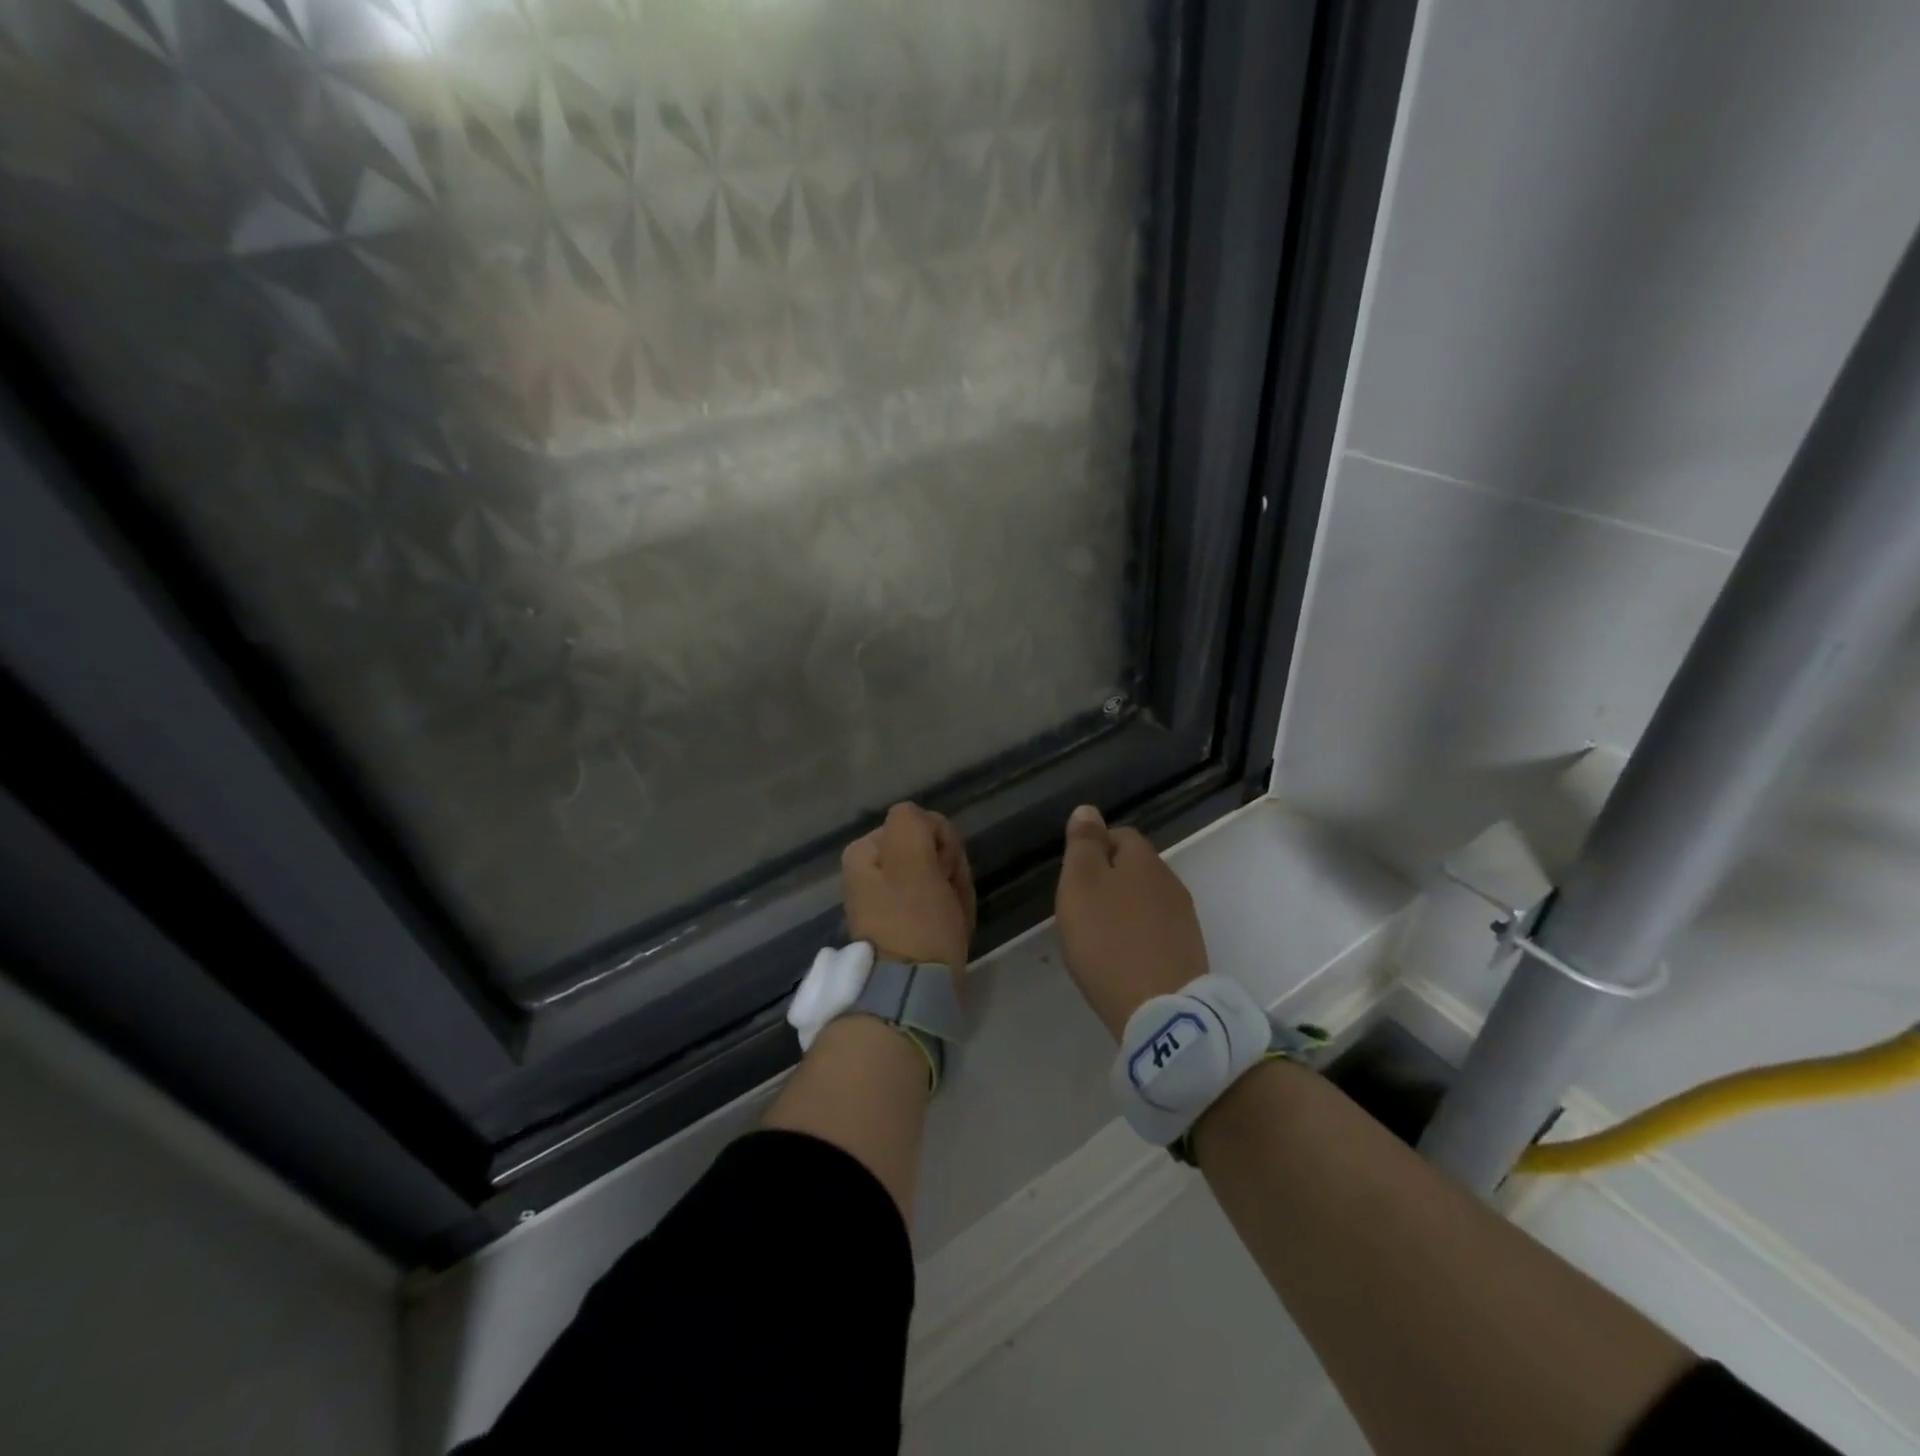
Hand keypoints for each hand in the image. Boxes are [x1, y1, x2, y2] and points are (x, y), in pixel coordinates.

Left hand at [842, 802, 976, 973]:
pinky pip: (937, 906)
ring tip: (953, 920)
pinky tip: (953, 932)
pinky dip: (951, 915)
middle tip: (949, 899)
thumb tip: (925, 825)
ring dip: (954, 894)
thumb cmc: (915, 920)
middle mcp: (869, 874)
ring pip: (938, 879)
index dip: (943, 845)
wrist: (912, 992)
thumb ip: (913, 823)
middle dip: (949, 871)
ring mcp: (886, 903)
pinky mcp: (904, 929)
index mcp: (864, 852)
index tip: (945, 873)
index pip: (922, 825)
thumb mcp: (911, 857)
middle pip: (929, 852)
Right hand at [1055, 805, 1208, 1037]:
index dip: (1094, 848)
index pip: (1120, 834)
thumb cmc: (1108, 940)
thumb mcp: (1080, 884)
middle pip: (1136, 868)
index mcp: (1144, 860)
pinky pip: (1156, 930)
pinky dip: (1138, 936)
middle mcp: (1170, 882)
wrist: (1160, 1010)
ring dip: (1124, 909)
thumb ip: (1083, 845)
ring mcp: (1184, 919)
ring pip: (1147, 900)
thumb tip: (1088, 810)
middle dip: (1109, 879)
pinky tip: (1122, 957)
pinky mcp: (1188, 952)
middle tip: (1080, 907)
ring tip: (1099, 935)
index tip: (1073, 875)